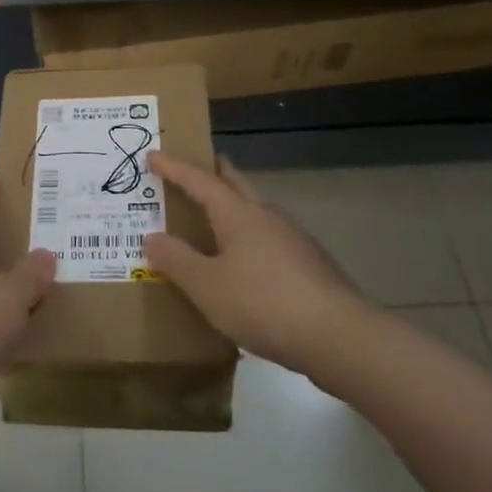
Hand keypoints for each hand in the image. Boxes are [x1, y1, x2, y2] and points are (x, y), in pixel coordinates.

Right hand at [143, 154, 375, 386]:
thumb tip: (152, 237)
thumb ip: (176, 260)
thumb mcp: (207, 286)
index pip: (199, 180)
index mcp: (238, 214)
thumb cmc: (263, 303)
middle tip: (190, 169)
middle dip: (212, 173)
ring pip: (255, 211)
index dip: (173, 167)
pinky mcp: (309, 264)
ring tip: (212, 219)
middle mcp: (266, 216)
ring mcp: (293, 239)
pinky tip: (245, 263)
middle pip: (235, 183)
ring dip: (231, 207)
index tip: (152, 155)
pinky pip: (268, 238)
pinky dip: (248, 237)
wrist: (339, 336)